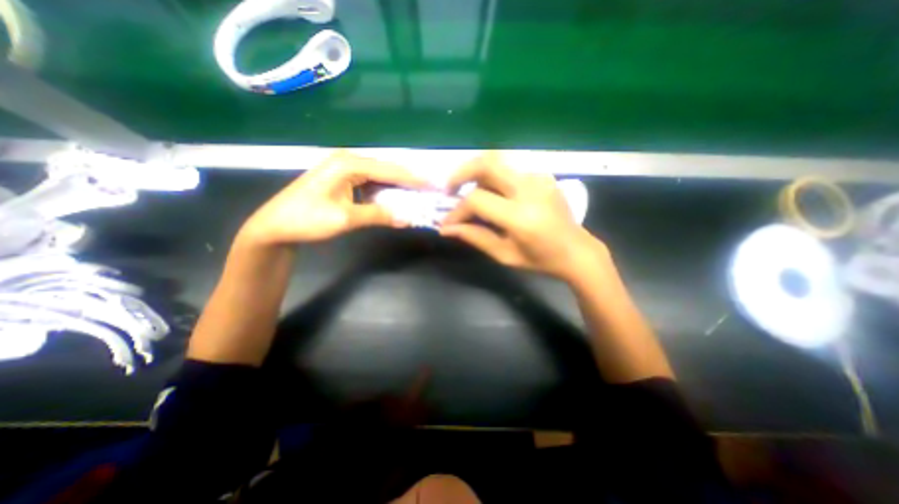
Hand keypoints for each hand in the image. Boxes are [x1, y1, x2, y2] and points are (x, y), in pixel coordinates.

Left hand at [238, 151, 427, 246]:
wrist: (275, 226)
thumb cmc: (307, 219)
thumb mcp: (345, 219)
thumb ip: (378, 216)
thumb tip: (407, 219)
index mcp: (348, 164)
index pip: (389, 170)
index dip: (412, 179)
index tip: (432, 185)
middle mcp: (348, 161)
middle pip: (386, 169)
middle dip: (407, 180)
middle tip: (428, 189)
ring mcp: (344, 169)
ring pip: (379, 175)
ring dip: (397, 185)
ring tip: (417, 193)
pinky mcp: (342, 179)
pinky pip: (370, 182)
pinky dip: (384, 190)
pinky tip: (395, 197)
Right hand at [436, 152, 603, 280]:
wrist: (576, 250)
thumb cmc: (540, 259)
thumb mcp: (504, 255)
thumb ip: (474, 237)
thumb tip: (446, 228)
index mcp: (520, 216)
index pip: (477, 200)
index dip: (457, 211)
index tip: (447, 222)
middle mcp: (529, 189)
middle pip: (487, 164)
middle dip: (461, 173)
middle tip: (450, 188)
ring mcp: (538, 178)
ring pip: (498, 159)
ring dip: (476, 170)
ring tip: (466, 188)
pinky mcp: (542, 175)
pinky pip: (510, 166)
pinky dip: (492, 174)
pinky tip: (490, 190)